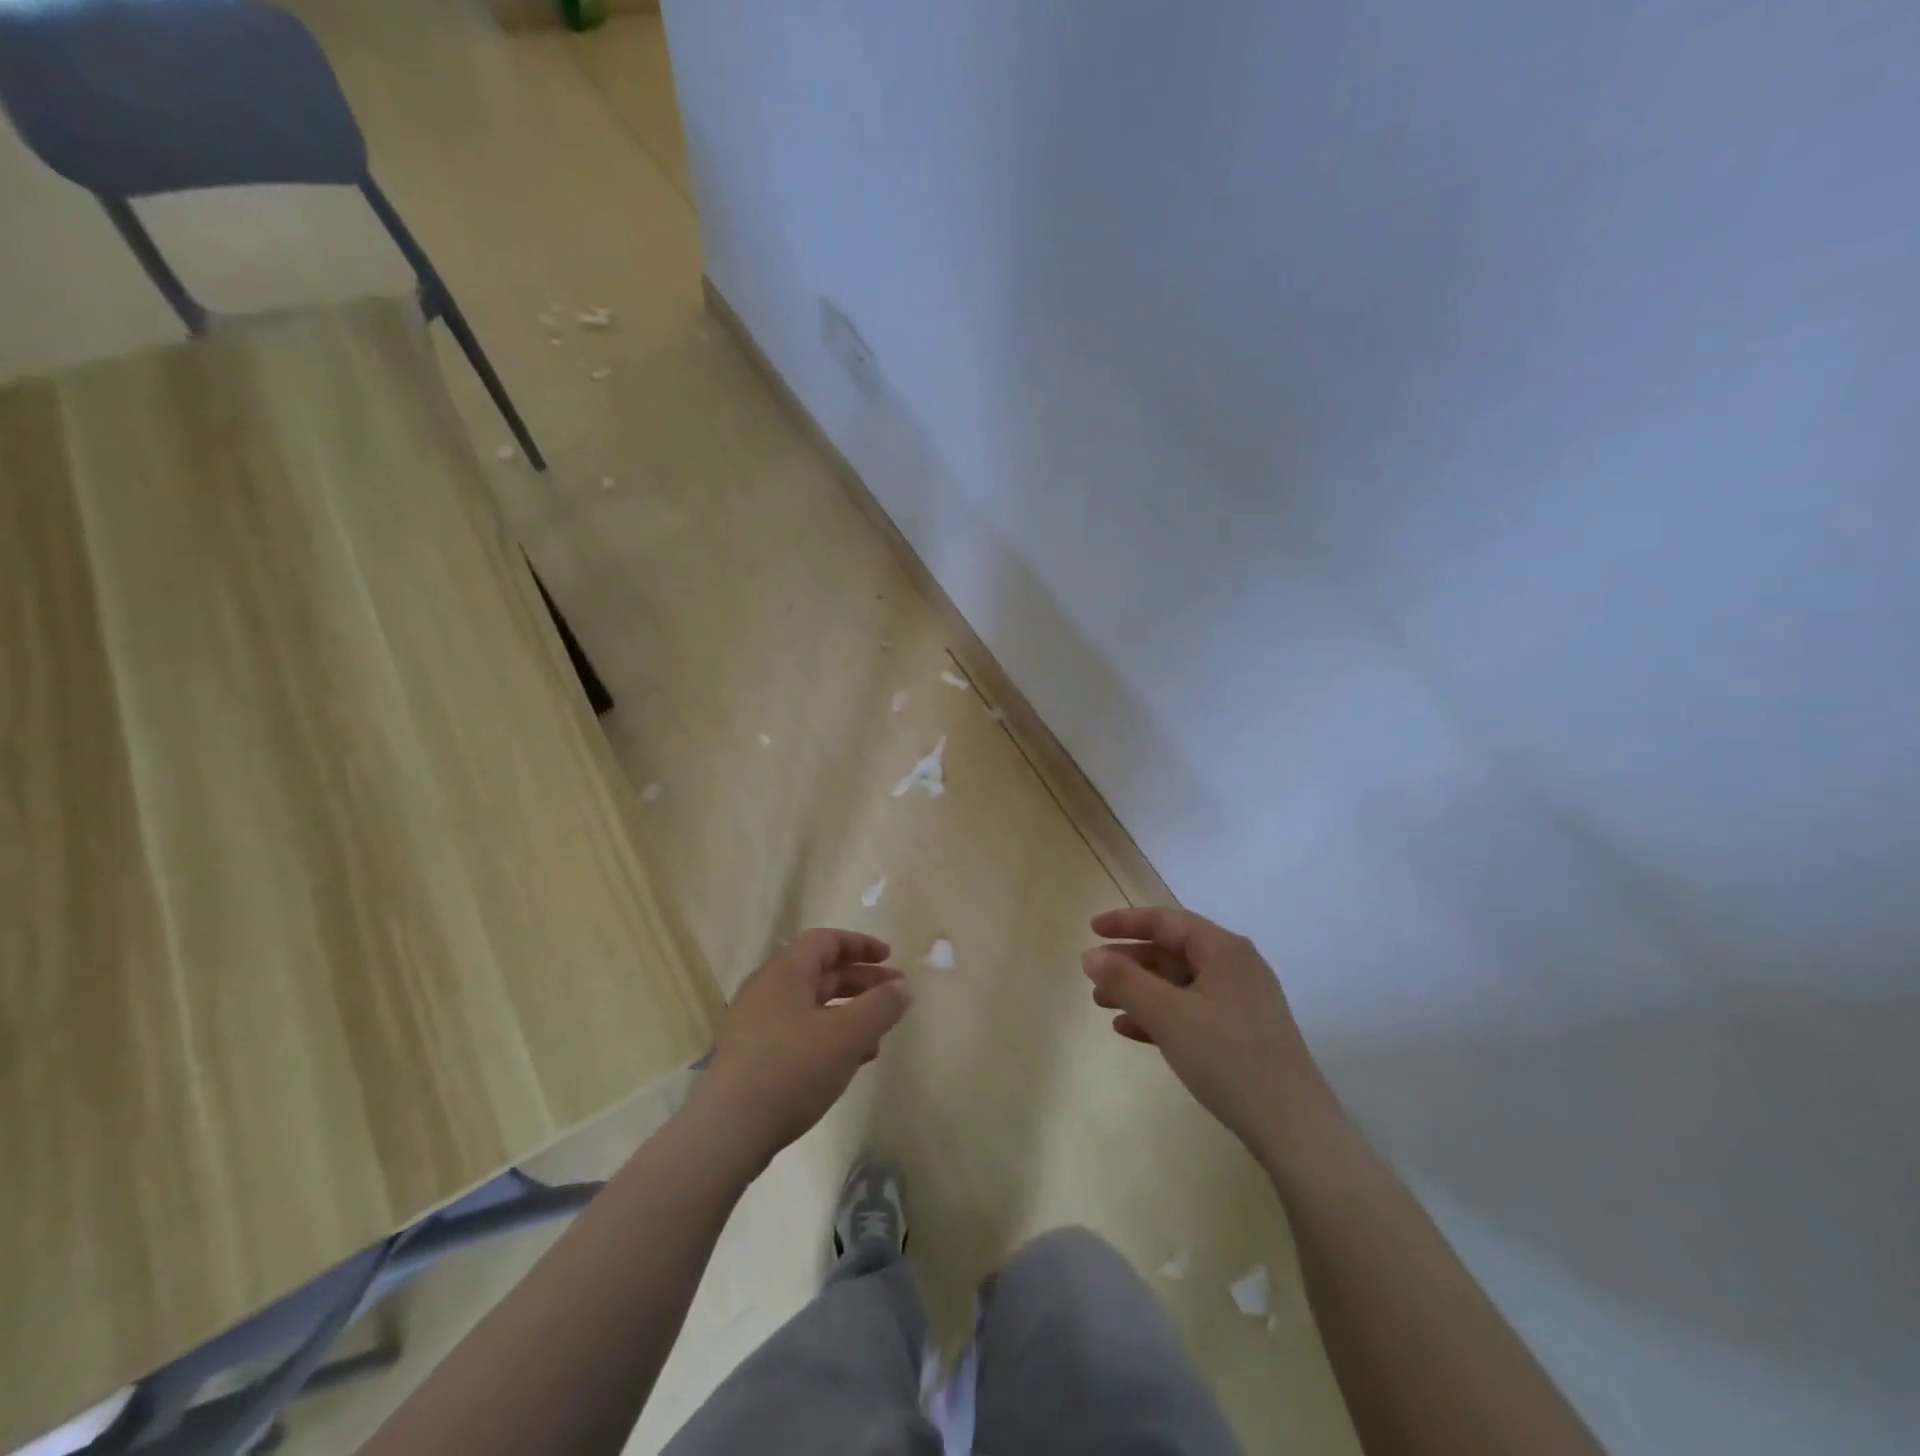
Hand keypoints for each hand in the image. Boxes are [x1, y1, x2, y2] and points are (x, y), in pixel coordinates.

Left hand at [693, 929, 912, 1170]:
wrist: (728, 1131)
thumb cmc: (792, 1069)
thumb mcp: (848, 1035)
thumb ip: (880, 1007)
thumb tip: (902, 987)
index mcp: (785, 971)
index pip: (825, 941)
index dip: (860, 945)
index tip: (890, 958)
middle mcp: (766, 989)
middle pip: (819, 972)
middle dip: (860, 981)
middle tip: (893, 995)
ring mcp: (754, 1023)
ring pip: (810, 1004)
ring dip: (847, 1012)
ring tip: (878, 1035)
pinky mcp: (750, 1055)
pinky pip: (797, 1030)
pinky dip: (827, 1034)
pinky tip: (848, 1061)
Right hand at [1082, 906, 1342, 1156]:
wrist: (1293, 1127)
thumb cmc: (1227, 1056)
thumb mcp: (1167, 1014)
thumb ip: (1125, 980)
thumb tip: (1090, 955)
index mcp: (1224, 950)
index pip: (1167, 921)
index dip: (1126, 922)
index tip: (1091, 929)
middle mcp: (1236, 967)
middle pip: (1172, 952)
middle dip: (1129, 963)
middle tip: (1093, 976)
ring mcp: (1242, 1002)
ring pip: (1179, 984)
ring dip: (1139, 991)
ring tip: (1102, 1004)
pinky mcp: (1243, 1035)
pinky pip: (1192, 1012)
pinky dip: (1159, 1016)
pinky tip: (1130, 1031)